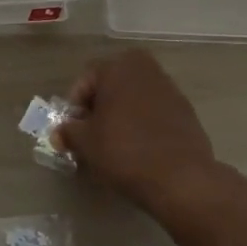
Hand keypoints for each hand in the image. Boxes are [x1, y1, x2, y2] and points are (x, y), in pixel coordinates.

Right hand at [56, 51, 220, 211]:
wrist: (180, 178)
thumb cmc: (124, 150)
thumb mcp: (85, 143)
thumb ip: (68, 132)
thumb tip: (59, 133)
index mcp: (119, 67)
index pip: (85, 81)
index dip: (74, 106)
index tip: (72, 130)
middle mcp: (147, 70)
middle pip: (112, 86)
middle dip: (99, 107)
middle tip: (91, 134)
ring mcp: (171, 90)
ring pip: (134, 99)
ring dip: (121, 115)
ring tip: (114, 144)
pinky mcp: (186, 112)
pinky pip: (155, 113)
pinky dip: (143, 125)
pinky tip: (139, 149)